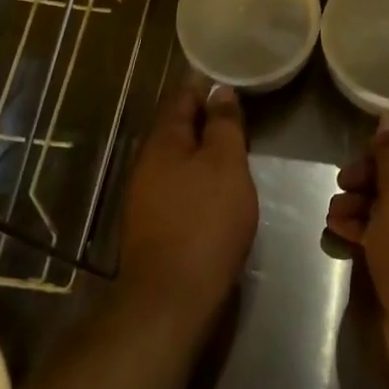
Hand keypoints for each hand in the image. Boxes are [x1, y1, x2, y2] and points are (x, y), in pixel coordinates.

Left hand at [117, 83, 257, 325]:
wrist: (172, 298)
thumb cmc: (205, 220)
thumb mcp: (226, 163)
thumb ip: (224, 124)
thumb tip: (219, 90)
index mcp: (162, 141)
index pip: (182, 98)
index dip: (209, 91)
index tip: (237, 93)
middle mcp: (146, 164)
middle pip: (178, 130)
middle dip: (208, 125)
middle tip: (244, 128)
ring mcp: (145, 198)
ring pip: (178, 161)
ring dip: (204, 156)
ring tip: (237, 160)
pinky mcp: (153, 227)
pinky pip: (177, 189)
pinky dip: (198, 183)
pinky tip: (219, 196)